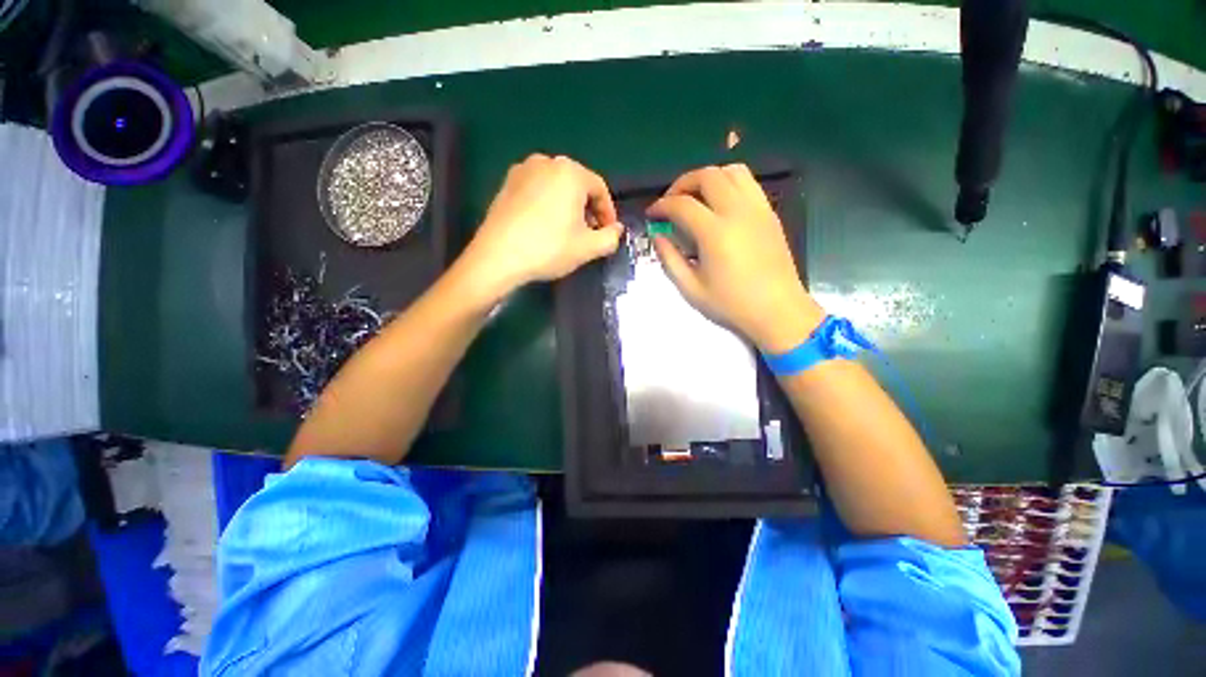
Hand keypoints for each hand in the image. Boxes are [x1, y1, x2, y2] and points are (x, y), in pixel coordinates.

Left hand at [461, 154, 622, 295]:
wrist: (498, 257)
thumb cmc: (549, 248)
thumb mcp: (588, 248)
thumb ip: (611, 237)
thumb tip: (617, 230)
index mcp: (570, 172)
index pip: (600, 189)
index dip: (608, 212)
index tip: (609, 232)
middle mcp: (546, 162)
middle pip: (578, 185)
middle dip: (588, 209)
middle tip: (590, 233)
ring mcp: (523, 170)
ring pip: (556, 186)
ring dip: (568, 206)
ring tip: (568, 231)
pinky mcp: (506, 183)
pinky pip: (537, 190)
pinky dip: (547, 204)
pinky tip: (545, 226)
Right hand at [648, 164, 823, 352]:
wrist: (778, 311)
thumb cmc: (731, 305)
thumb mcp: (691, 289)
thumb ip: (670, 260)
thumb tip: (657, 236)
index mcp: (715, 233)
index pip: (681, 205)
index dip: (661, 206)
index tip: (651, 214)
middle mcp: (737, 212)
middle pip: (707, 176)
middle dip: (682, 183)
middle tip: (671, 202)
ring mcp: (758, 209)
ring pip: (731, 171)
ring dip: (708, 178)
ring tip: (695, 198)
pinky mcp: (770, 213)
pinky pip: (748, 183)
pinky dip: (728, 183)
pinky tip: (719, 205)